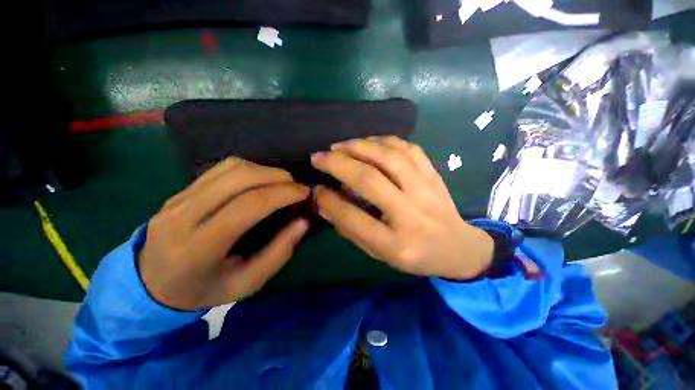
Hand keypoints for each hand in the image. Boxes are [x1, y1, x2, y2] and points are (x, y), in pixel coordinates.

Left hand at [139, 158, 309, 309]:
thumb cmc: (205, 289)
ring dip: (264, 170)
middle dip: (276, 176)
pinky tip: (260, 180)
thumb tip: (303, 222)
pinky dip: (249, 169)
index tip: (304, 193)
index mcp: (199, 247)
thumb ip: (279, 253)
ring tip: (282, 182)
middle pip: (239, 178)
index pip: (248, 205)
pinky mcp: (180, 190)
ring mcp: (178, 198)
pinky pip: (220, 168)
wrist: (152, 284)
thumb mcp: (247, 283)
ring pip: (230, 168)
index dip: (283, 193)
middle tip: (296, 186)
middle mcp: (183, 216)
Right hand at [311, 136, 493, 279]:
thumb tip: (324, 202)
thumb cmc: (415, 256)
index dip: (330, 201)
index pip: (354, 218)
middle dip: (338, 164)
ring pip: (389, 157)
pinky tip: (368, 142)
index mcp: (396, 244)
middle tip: (318, 156)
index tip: (316, 189)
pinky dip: (384, 141)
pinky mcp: (434, 175)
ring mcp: (426, 190)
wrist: (458, 248)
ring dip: (359, 146)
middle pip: (370, 180)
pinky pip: (409, 149)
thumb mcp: (380, 253)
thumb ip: (351, 229)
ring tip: (339, 146)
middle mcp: (411, 215)